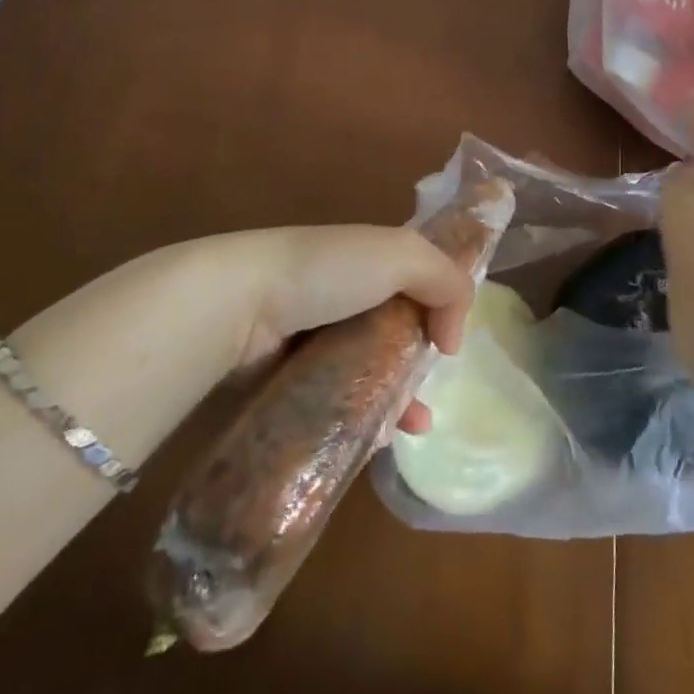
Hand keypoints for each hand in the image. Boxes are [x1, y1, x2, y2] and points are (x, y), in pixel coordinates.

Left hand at [193, 225, 476, 433]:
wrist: (240, 304)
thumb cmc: (328, 271)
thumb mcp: (402, 254)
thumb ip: (446, 281)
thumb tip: (452, 339)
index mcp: (369, 258)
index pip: (417, 281)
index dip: (440, 307)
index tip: (450, 344)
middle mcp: (345, 292)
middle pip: (396, 330)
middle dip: (420, 364)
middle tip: (430, 396)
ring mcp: (315, 336)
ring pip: (369, 370)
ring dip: (397, 398)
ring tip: (412, 426)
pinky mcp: (291, 375)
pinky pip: (338, 399)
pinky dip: (362, 417)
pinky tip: (378, 438)